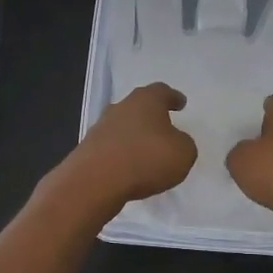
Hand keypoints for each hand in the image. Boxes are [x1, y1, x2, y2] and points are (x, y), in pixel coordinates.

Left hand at [57, 83, 199, 214]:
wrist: (95, 180)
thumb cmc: (146, 158)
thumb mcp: (183, 153)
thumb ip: (183, 144)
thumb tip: (175, 142)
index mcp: (147, 100)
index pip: (162, 91)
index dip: (173, 97)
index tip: (181, 103)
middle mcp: (122, 107)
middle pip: (139, 105)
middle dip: (151, 115)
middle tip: (163, 124)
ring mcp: (101, 126)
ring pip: (123, 125)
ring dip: (134, 135)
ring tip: (146, 150)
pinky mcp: (88, 148)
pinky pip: (112, 146)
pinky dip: (122, 153)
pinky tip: (129, 166)